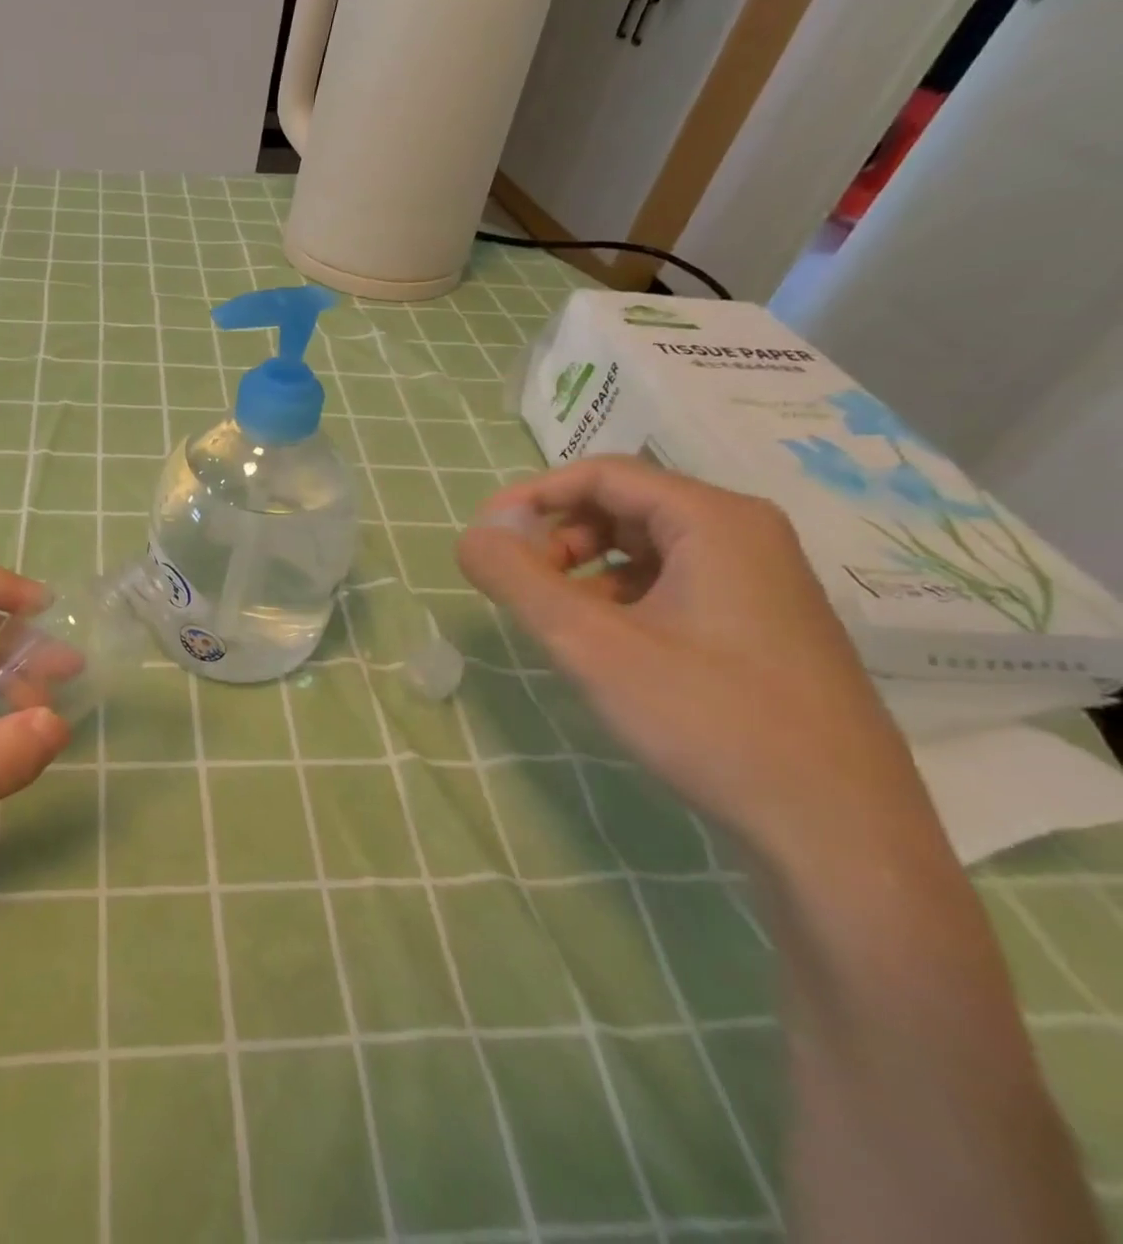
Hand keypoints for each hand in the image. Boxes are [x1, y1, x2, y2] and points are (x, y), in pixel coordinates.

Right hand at [456, 457, 939, 864]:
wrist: (838, 834)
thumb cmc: (708, 720)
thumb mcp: (590, 644)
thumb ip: (517, 580)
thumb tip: (470, 536)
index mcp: (715, 521)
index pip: (603, 475)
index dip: (533, 497)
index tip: (484, 538)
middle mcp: (746, 537)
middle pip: (627, 507)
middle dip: (560, 537)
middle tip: (520, 586)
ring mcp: (761, 585)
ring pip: (648, 550)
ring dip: (586, 571)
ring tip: (556, 623)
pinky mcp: (762, 628)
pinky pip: (674, 587)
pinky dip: (622, 600)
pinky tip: (605, 648)